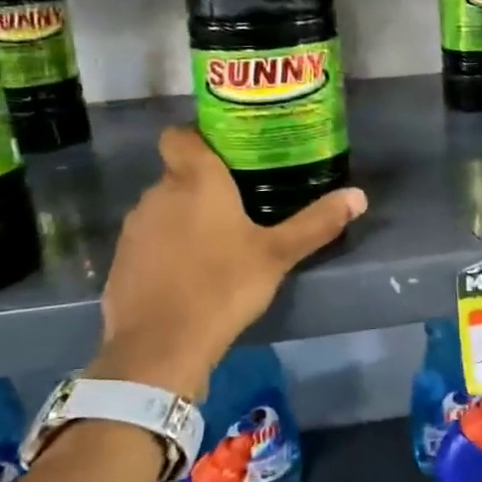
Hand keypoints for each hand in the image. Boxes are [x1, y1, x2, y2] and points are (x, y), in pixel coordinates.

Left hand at [86, 127, 367, 399]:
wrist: (161, 346)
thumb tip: (359, 196)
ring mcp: (134, 229)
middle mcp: (158, 194)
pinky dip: (166, 248)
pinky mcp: (122, 261)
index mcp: (195, 180)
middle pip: (178, 174)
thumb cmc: (224, 286)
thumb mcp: (278, 254)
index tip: (225, 153)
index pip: (180, 135)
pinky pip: (148, 241)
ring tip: (217, 240)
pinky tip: (190, 273)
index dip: (198, 138)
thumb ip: (317, 222)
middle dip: (203, 184)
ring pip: (163, 208)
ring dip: (184, 217)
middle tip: (239, 202)